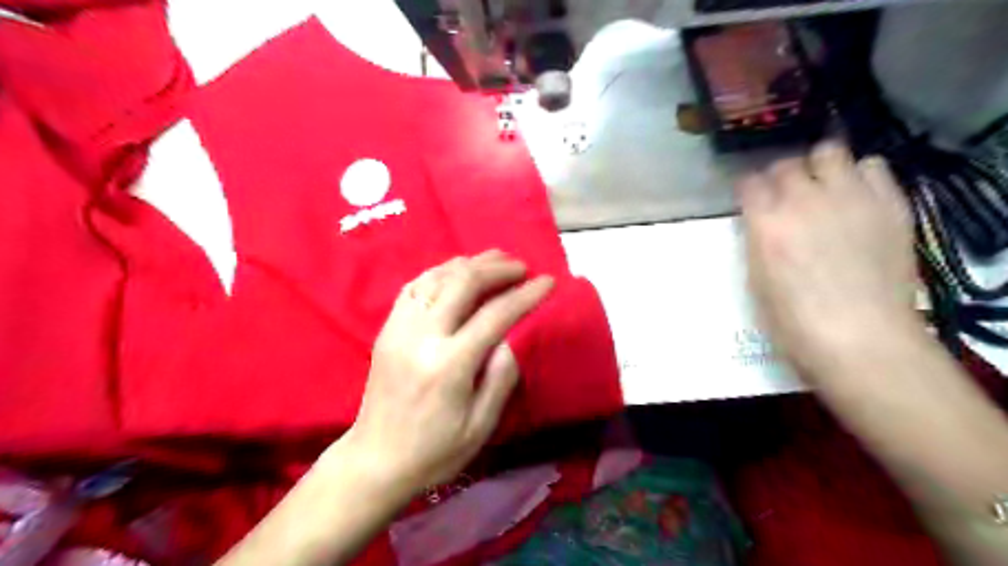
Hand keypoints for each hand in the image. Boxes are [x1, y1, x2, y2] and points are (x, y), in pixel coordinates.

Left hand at [343, 253, 553, 494]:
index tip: (548, 282)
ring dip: (470, 263)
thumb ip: (500, 376)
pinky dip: (440, 271)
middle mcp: (422, 337)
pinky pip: (415, 286)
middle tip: (521, 267)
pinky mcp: (387, 329)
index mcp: (449, 365)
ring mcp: (399, 328)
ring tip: (496, 260)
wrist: (376, 460)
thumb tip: (511, 337)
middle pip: (463, 283)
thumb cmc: (435, 451)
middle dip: (497, 268)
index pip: (495, 315)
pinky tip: (457, 271)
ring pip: (437, 277)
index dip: (525, 295)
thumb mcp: (481, 426)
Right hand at [739, 145, 918, 377]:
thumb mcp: (756, 280)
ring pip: (830, 152)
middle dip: (780, 178)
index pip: (749, 182)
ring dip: (820, 167)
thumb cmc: (794, 321)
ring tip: (823, 187)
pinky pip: (873, 167)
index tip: (751, 201)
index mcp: (766, 222)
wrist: (861, 338)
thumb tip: (764, 224)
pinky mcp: (889, 203)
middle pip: (786, 164)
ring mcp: (850, 197)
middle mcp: (804, 199)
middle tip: (785, 197)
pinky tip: (857, 196)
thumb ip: (758, 241)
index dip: (748, 191)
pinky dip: (860, 175)